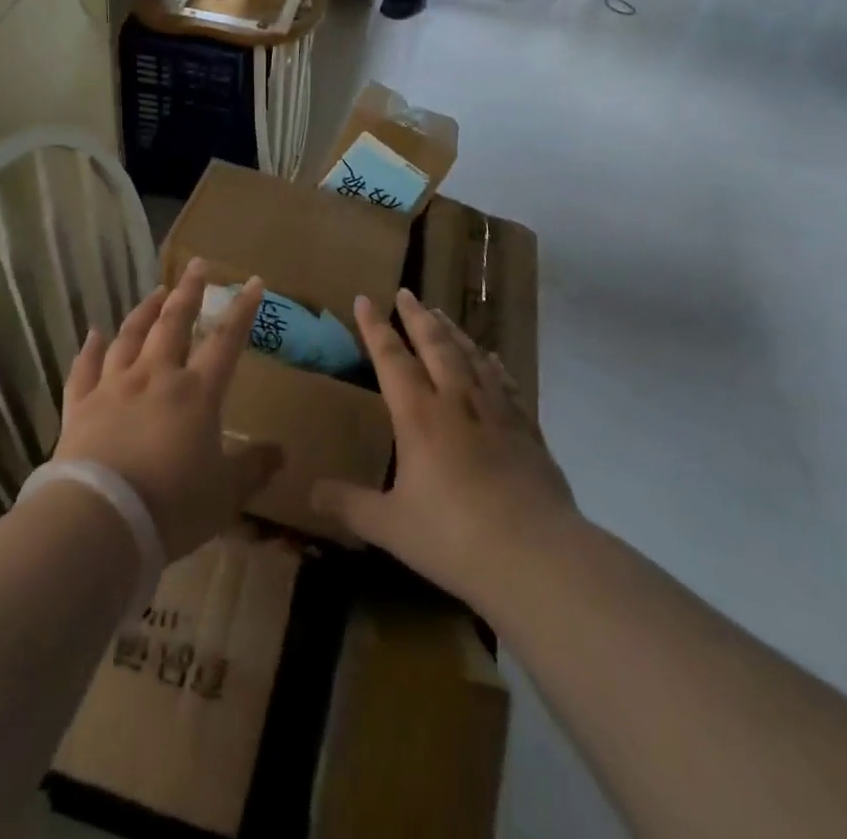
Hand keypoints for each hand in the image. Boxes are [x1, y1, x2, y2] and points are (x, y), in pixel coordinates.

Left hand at [52, 261, 283, 560]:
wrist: (101, 519)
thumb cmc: (173, 506)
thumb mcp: (225, 495)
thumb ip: (253, 469)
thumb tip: (281, 452)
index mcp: (196, 393)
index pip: (225, 341)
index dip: (241, 310)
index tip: (252, 281)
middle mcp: (155, 377)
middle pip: (174, 323)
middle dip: (188, 292)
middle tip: (196, 266)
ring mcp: (114, 387)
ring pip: (130, 336)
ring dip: (144, 311)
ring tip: (155, 292)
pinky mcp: (81, 405)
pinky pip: (84, 368)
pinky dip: (90, 349)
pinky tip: (93, 334)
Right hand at [313, 290, 576, 609]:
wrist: (535, 555)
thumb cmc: (454, 536)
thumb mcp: (391, 526)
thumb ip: (350, 505)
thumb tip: (310, 492)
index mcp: (418, 415)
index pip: (391, 358)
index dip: (375, 327)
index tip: (364, 298)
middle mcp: (456, 401)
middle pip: (435, 345)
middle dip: (417, 317)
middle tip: (407, 292)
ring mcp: (495, 411)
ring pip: (471, 356)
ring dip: (453, 332)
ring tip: (441, 314)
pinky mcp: (526, 429)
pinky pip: (505, 383)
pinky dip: (493, 365)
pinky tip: (492, 358)